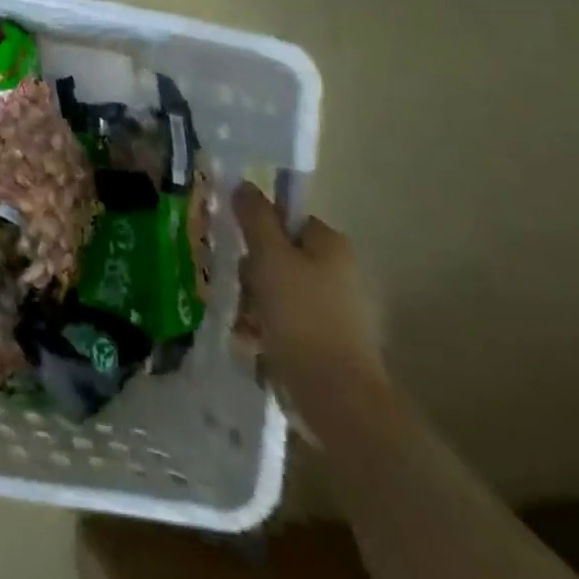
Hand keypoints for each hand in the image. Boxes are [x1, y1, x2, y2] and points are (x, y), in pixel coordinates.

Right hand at [234, 182, 387, 429]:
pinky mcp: (331, 344)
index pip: (287, 219)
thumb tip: (245, 184)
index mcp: (332, 245)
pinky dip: (267, 328)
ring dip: (254, 302)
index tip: (238, 246)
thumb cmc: (300, 313)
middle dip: (252, 271)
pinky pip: (288, 322)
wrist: (336, 394)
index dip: (258, 229)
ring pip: (279, 290)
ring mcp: (339, 311)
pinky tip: (252, 342)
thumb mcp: (269, 255)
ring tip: (243, 323)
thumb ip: (255, 216)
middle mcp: (341, 272)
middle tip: (240, 287)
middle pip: (280, 255)